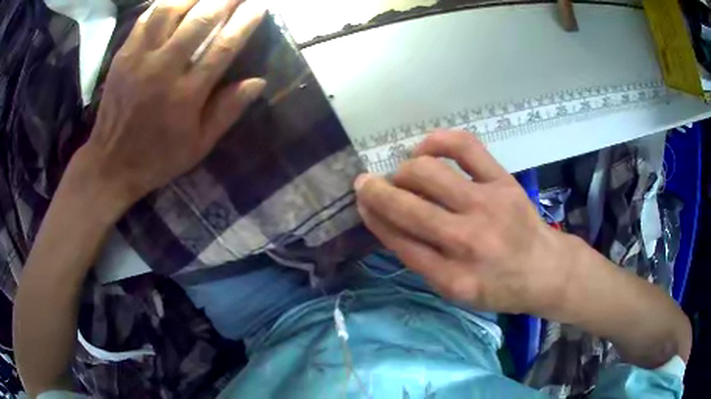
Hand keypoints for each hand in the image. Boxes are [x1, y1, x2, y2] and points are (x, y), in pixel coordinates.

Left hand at [79, 0, 265, 207]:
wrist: (109, 164)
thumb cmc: (157, 158)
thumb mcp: (198, 146)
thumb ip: (226, 112)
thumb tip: (258, 82)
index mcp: (185, 95)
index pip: (223, 46)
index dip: (245, 21)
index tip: (260, 5)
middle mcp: (162, 70)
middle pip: (200, 19)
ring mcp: (139, 59)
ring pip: (170, 10)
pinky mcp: (123, 55)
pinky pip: (147, 17)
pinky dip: (166, 2)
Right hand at [354, 131, 572, 314]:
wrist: (544, 269)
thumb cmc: (498, 286)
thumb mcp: (456, 292)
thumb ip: (422, 262)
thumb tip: (388, 222)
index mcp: (452, 277)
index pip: (398, 240)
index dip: (373, 216)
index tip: (362, 202)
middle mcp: (467, 241)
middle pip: (406, 206)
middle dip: (375, 191)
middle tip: (367, 184)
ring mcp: (487, 205)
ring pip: (427, 173)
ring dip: (403, 170)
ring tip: (403, 175)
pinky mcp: (503, 182)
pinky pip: (465, 147)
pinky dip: (438, 141)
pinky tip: (425, 147)